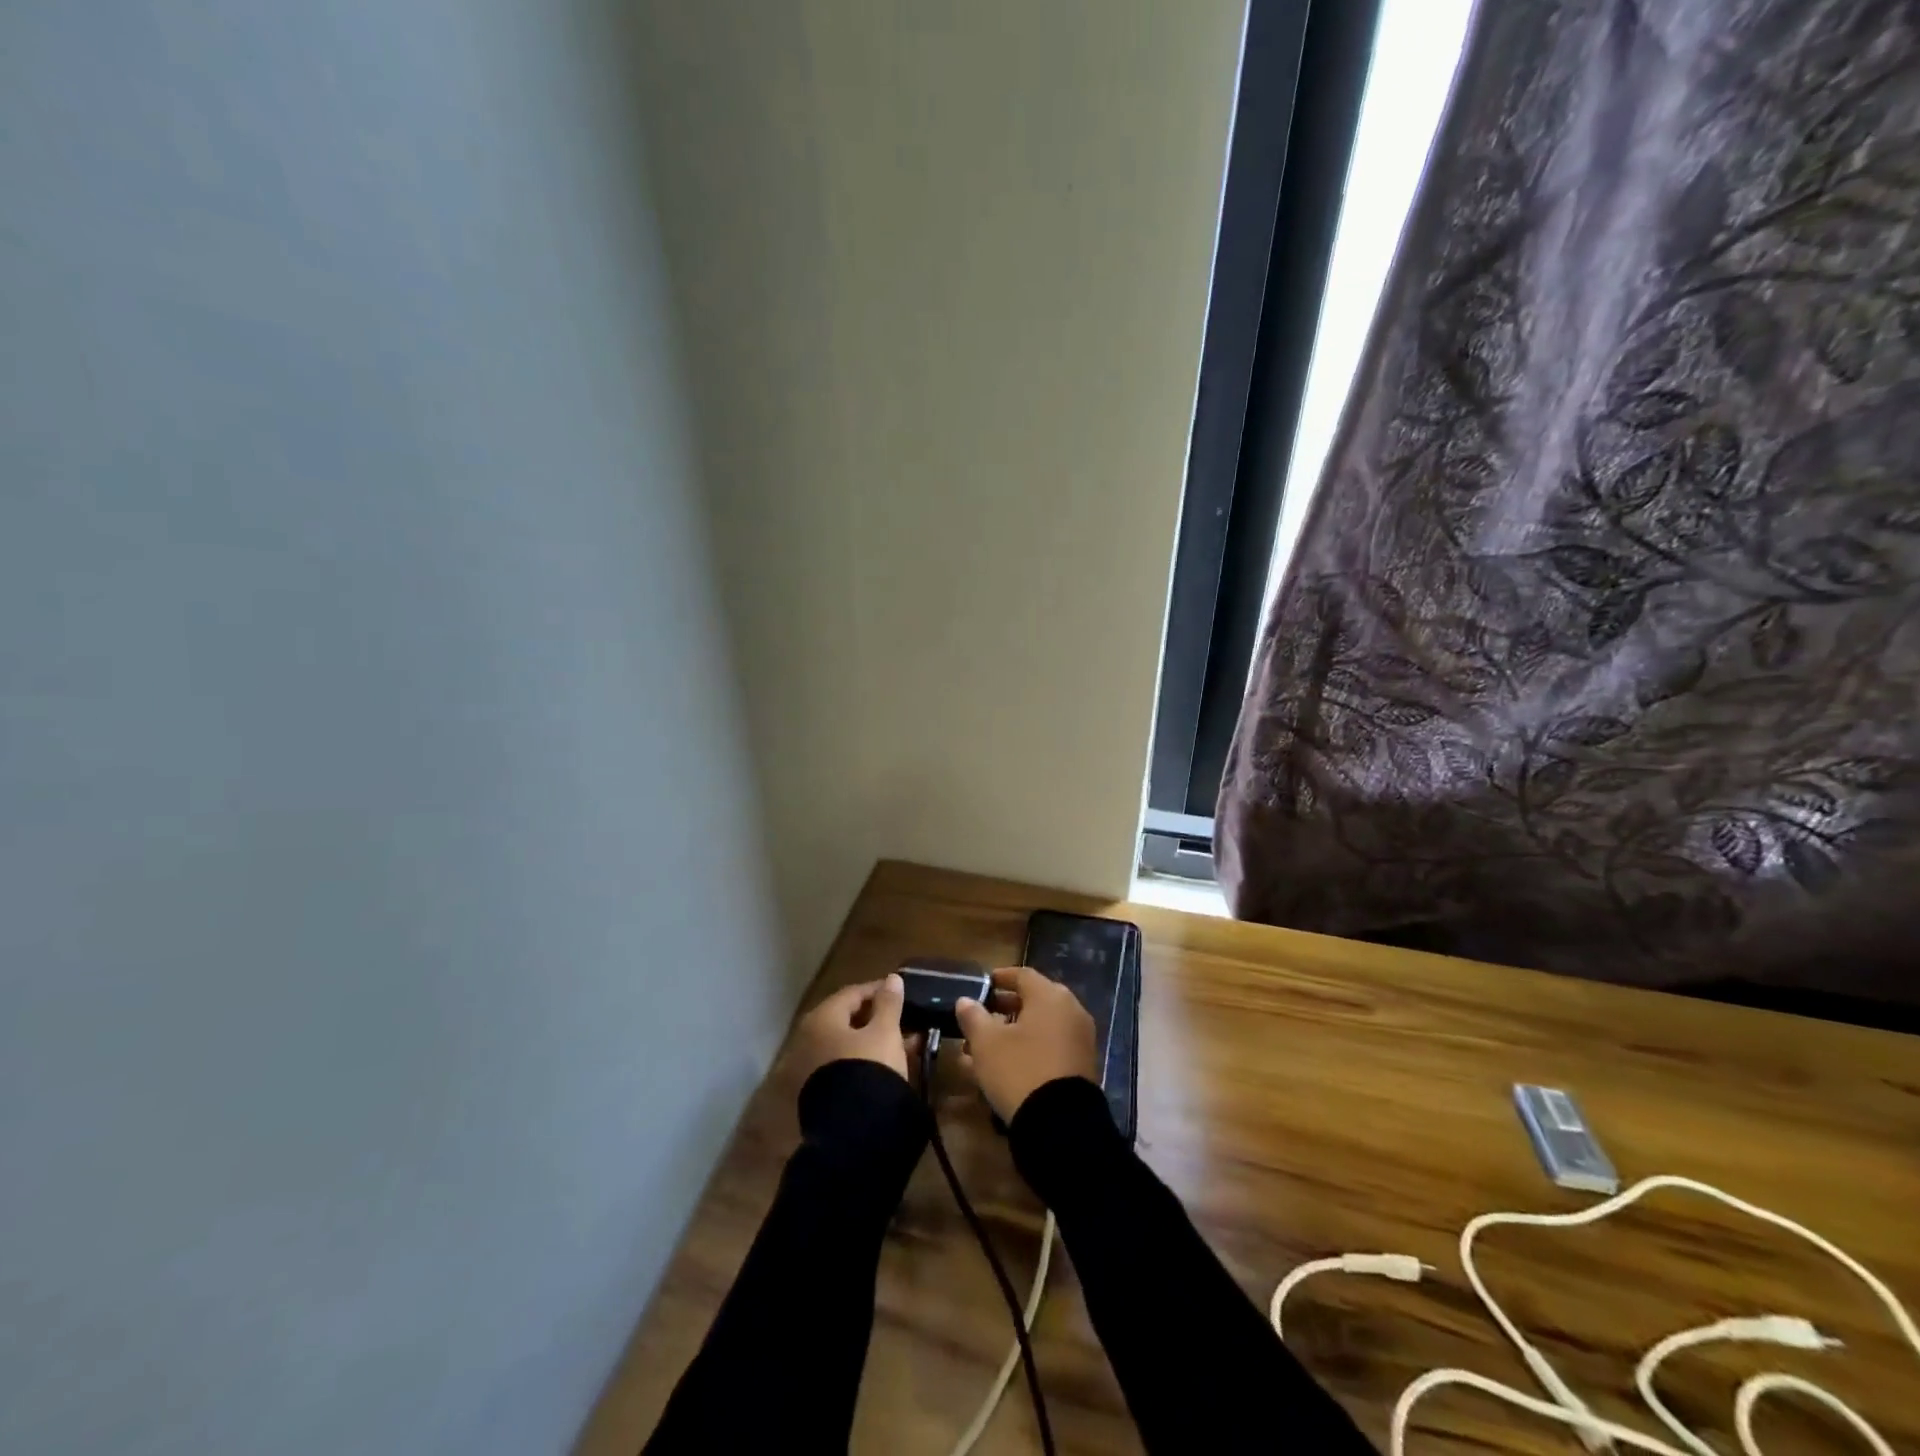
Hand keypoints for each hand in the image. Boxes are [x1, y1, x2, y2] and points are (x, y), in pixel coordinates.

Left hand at [788, 974, 913, 1084]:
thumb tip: (892, 978)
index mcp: (821, 1019)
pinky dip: (868, 1059)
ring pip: (849, 1044)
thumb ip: (889, 1003)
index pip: (851, 993)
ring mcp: (812, 1068)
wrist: (853, 1130)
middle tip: (903, 1017)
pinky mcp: (821, 1091)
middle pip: (847, 1019)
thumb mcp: (885, 1032)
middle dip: (877, 1017)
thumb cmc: (869, 1067)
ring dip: (876, 1040)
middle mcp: (809, 1039)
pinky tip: (892, 1063)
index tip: (900, 991)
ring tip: (907, 1041)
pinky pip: (847, 1064)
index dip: (877, 989)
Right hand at [955, 966, 1098, 1120]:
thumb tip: (965, 1000)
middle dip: (1005, 1008)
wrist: (1061, 1124)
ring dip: (1013, 1032)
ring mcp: (1080, 1039)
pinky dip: (1029, 1049)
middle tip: (982, 1016)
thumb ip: (974, 1017)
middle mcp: (1070, 1010)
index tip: (984, 984)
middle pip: (1034, 1001)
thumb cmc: (1020, 1070)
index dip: (1001, 978)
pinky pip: (1050, 1047)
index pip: (1023, 975)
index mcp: (1050, 996)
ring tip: (985, 1047)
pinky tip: (1005, 1066)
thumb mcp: (987, 1043)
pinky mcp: (1082, 1065)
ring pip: (1040, 1027)